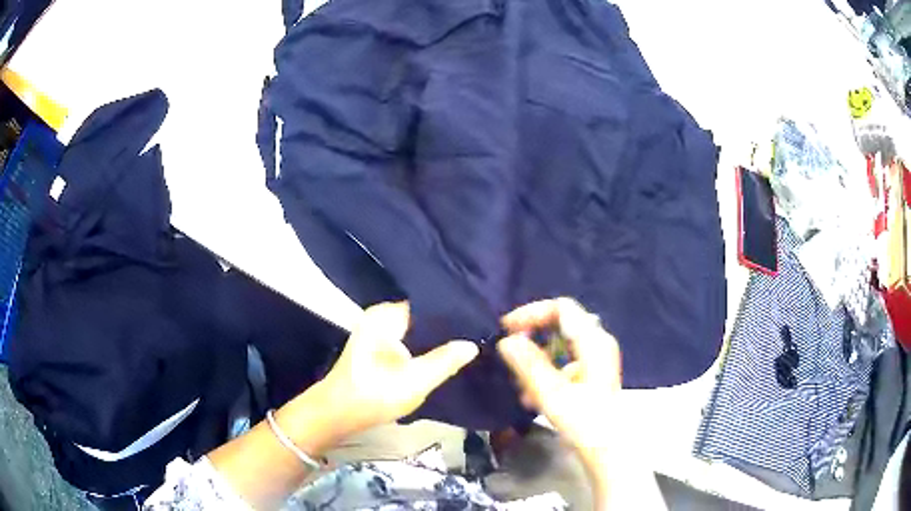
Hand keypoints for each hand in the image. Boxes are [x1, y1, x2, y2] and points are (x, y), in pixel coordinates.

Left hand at [315, 301, 478, 440]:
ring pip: (415, 330)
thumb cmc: (373, 395)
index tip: (478, 321)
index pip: (428, 304)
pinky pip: (406, 340)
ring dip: (434, 340)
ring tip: (465, 343)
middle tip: (476, 335)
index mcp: (386, 315)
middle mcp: (380, 316)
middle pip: (422, 316)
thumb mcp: (415, 381)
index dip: (453, 313)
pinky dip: (421, 348)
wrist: (336, 414)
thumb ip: (445, 361)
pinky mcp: (376, 347)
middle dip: (446, 328)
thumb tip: (472, 344)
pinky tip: (440, 356)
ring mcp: (376, 331)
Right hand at [497, 298, 621, 498]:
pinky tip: (533, 397)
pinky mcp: (593, 374)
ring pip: (561, 346)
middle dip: (532, 339)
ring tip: (519, 386)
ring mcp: (597, 359)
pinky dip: (547, 372)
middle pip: (561, 325)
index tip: (507, 329)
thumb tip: (506, 340)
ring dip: (536, 360)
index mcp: (593, 341)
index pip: (561, 308)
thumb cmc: (583, 421)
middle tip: (510, 355)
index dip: (532, 313)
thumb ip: (528, 364)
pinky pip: (565, 362)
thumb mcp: (551, 393)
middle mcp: (598, 343)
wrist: (607, 449)